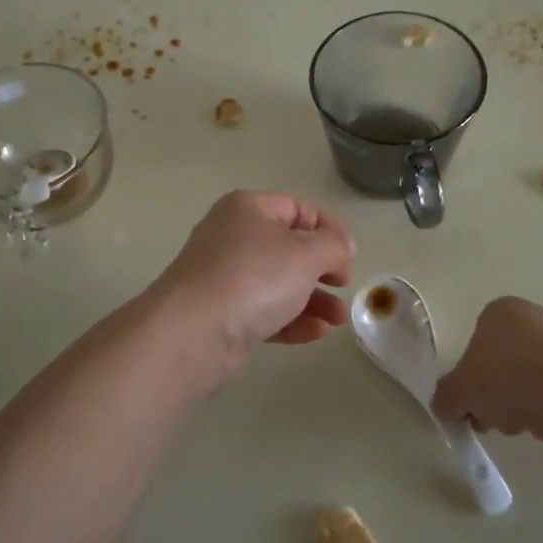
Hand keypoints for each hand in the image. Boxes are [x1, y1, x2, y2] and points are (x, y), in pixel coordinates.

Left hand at [148, 191, 355, 376]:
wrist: (192, 333)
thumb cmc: (253, 279)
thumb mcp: (306, 254)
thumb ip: (334, 246)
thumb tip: (342, 248)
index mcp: (247, 209)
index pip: (298, 209)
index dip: (330, 229)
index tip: (350, 257)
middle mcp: (231, 237)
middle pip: (288, 248)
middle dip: (322, 270)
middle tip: (343, 287)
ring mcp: (223, 278)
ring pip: (277, 283)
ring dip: (312, 300)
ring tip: (337, 320)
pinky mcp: (220, 315)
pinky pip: (263, 312)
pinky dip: (290, 320)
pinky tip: (315, 334)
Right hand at [432, 297, 542, 442]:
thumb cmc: (506, 380)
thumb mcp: (458, 392)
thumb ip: (444, 397)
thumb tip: (444, 405)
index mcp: (500, 309)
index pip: (474, 342)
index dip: (468, 376)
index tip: (469, 403)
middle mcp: (533, 316)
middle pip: (500, 362)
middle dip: (492, 393)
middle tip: (490, 418)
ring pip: (526, 377)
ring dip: (516, 402)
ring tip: (518, 424)